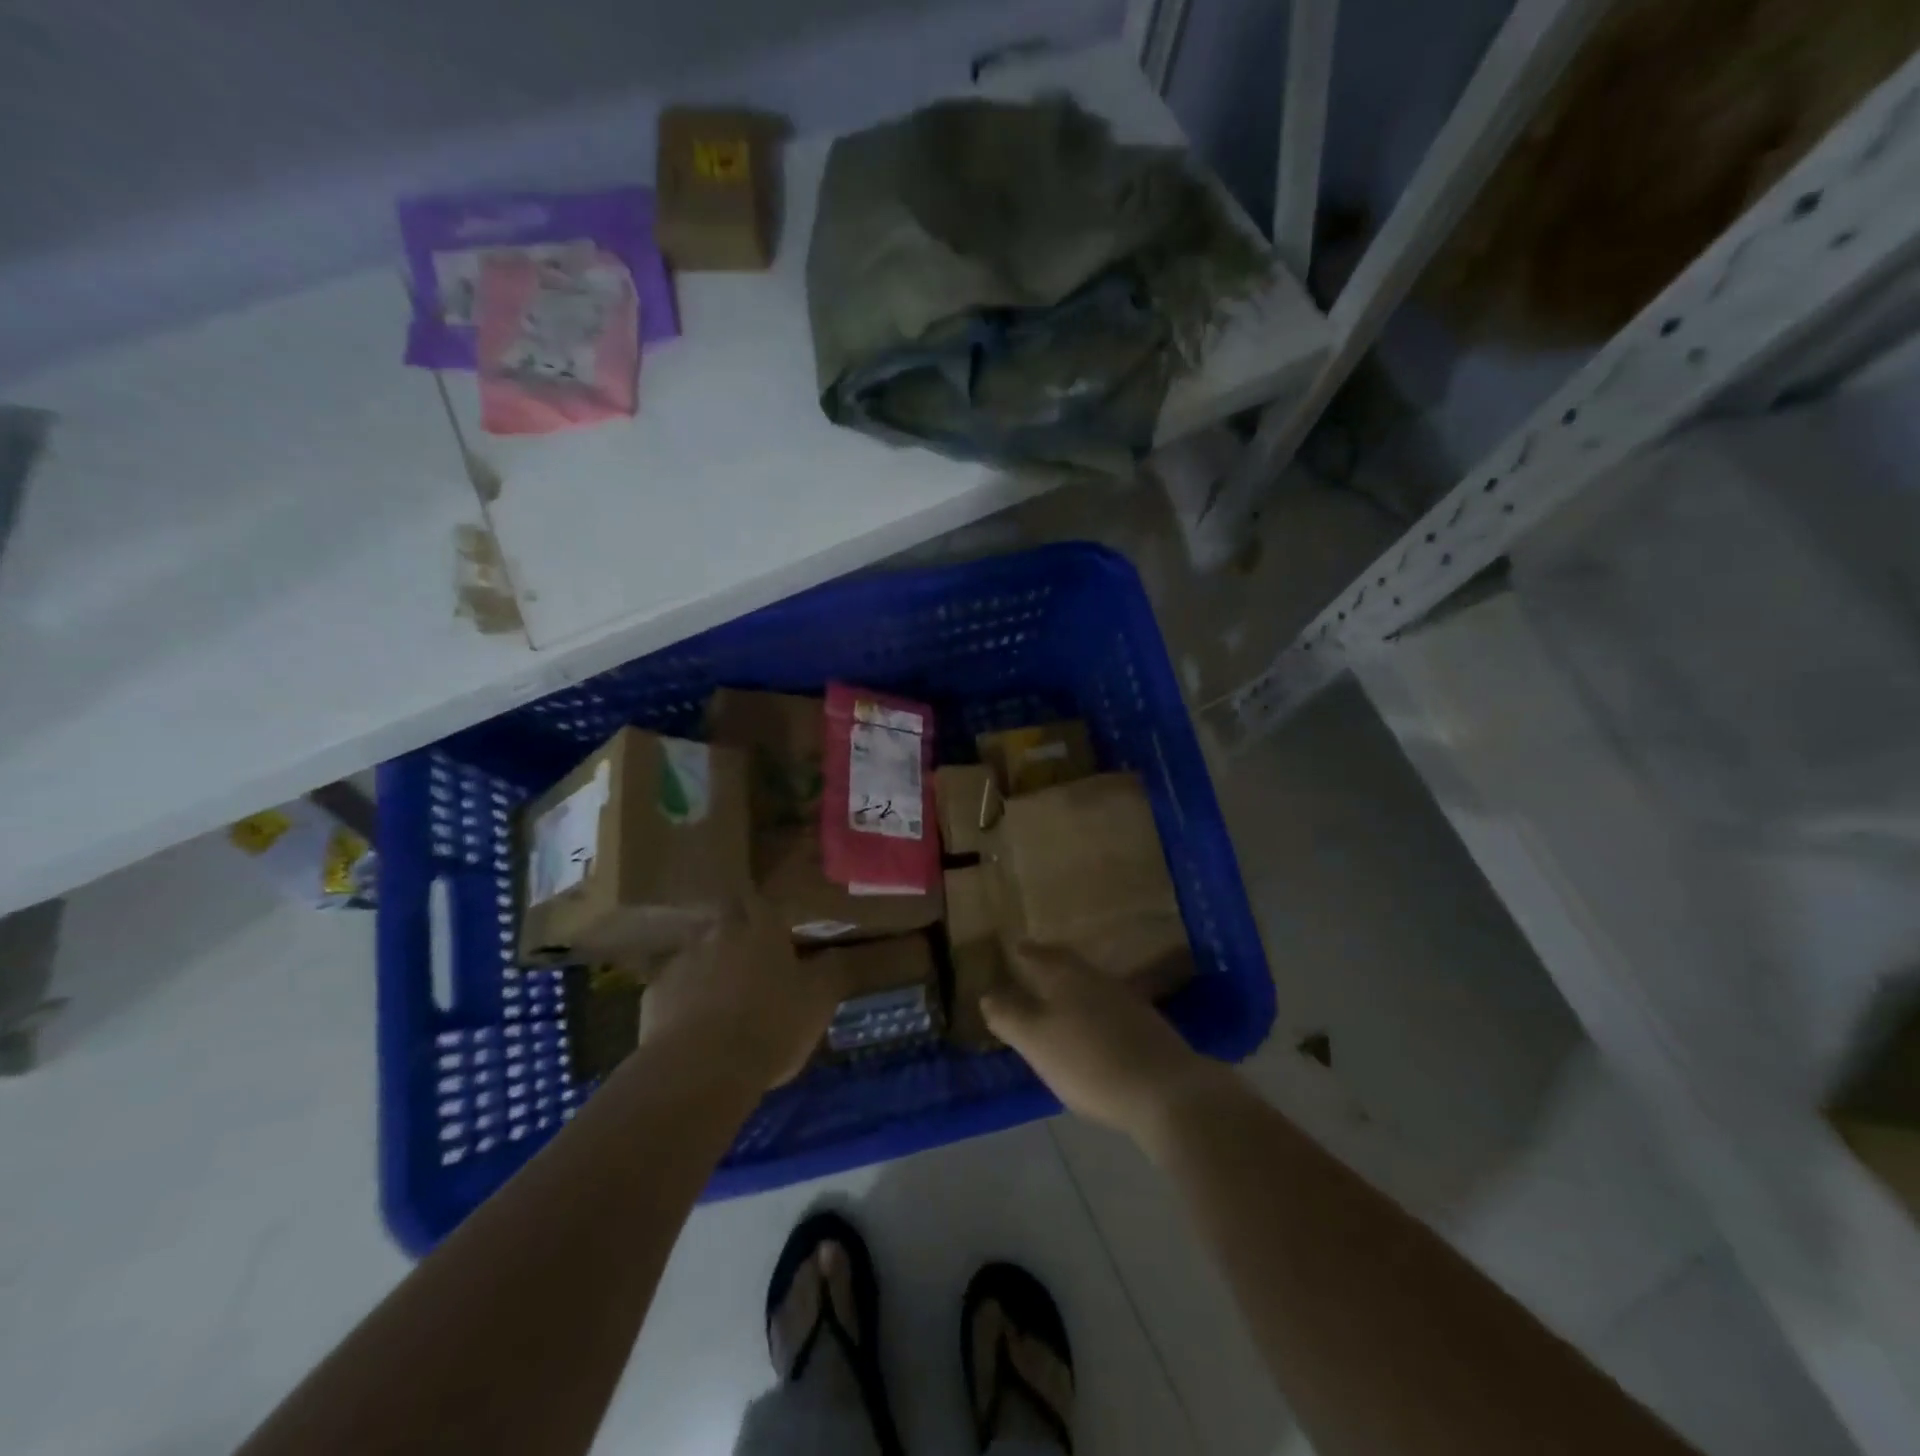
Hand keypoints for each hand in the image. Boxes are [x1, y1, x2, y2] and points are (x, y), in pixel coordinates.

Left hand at [639, 899, 848, 1089]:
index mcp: (762, 927)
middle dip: (737, 929)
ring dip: (710, 961)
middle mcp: (719, 931)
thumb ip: (833, 970)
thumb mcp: (819, 1000)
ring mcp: (683, 959)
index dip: (769, 912)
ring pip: (699, 948)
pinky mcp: (654, 992)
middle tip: (752, 955)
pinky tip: (693, 1022)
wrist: (700, 1070)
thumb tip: (842, 952)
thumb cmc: (770, 1026)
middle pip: (727, 916)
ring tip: (722, 992)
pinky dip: (683, 996)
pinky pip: (674, 985)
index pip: (764, 901)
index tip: (779, 928)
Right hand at [983, 943, 1228, 1148]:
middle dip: (1048, 964)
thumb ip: (1009, 1016)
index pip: (1038, 955)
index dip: (1024, 952)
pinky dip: (1093, 1011)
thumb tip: (987, 994)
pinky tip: (1092, 1028)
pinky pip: (1109, 1008)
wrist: (1167, 1091)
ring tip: (1056, 998)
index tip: (1012, 948)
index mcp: (1066, 976)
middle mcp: (1096, 979)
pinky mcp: (1147, 1027)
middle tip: (1031, 966)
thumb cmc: (1090, 1061)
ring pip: (1090, 984)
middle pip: (1067, 964)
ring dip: (1072, 987)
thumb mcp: (1036, 1042)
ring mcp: (1127, 1001)